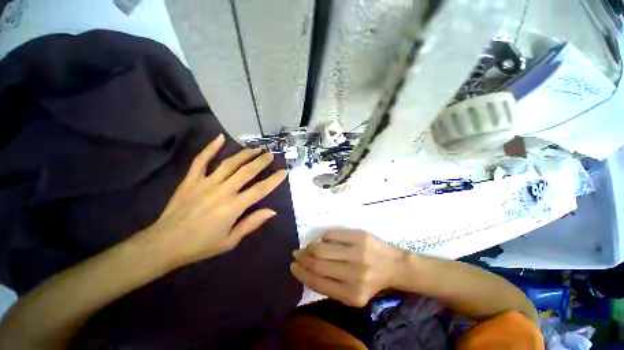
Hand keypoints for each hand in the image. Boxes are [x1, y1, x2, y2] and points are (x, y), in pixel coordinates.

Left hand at [139, 134, 286, 268]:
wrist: (170, 240)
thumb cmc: (201, 245)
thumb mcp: (229, 242)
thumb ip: (250, 224)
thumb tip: (271, 211)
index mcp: (233, 208)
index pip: (259, 190)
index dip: (273, 180)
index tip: (284, 172)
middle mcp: (222, 190)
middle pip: (246, 172)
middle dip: (261, 161)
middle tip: (271, 153)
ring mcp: (205, 182)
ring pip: (228, 163)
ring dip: (244, 154)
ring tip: (255, 148)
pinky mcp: (191, 178)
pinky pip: (201, 160)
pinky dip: (211, 148)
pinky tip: (220, 138)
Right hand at [291, 230, 406, 306]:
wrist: (394, 267)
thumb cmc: (369, 283)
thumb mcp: (350, 295)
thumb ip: (328, 288)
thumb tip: (303, 270)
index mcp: (351, 294)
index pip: (317, 282)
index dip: (301, 273)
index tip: (293, 267)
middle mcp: (355, 275)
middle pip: (317, 265)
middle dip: (302, 259)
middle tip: (296, 255)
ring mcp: (359, 254)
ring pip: (322, 248)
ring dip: (309, 247)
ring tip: (306, 248)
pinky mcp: (362, 237)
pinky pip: (332, 234)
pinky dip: (323, 238)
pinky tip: (322, 241)